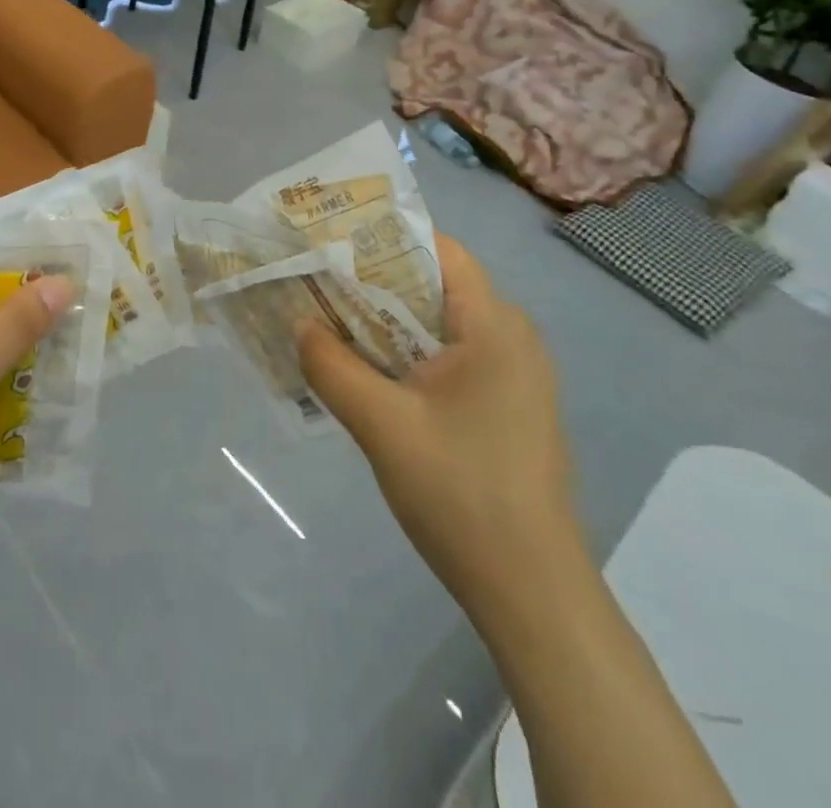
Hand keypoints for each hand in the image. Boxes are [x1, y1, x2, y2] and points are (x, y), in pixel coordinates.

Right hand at [299, 232, 577, 604]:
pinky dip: (411, 352)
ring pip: (442, 324)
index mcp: (494, 326)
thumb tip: (299, 323)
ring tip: (333, 322)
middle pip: (437, 285)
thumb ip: (332, 366)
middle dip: (376, 280)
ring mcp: (516, 374)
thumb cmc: (460, 493)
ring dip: (390, 321)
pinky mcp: (510, 405)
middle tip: (319, 282)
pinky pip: (454, 356)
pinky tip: (372, 373)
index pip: (439, 250)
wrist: (532, 592)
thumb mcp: (380, 425)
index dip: (383, 239)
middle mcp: (512, 337)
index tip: (332, 243)